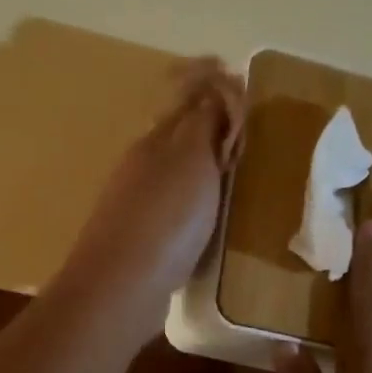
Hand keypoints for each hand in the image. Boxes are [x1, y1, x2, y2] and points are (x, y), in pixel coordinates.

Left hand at [56, 59, 243, 338]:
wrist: (121, 289)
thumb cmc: (164, 219)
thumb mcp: (190, 159)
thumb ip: (203, 121)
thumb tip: (214, 84)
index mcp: (153, 140)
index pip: (182, 96)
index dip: (211, 83)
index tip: (242, 83)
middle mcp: (141, 167)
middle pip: (180, 135)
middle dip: (213, 125)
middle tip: (249, 137)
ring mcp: (138, 206)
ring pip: (177, 173)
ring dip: (207, 167)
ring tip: (240, 177)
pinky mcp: (143, 242)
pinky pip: (176, 208)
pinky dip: (198, 203)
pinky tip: (213, 220)